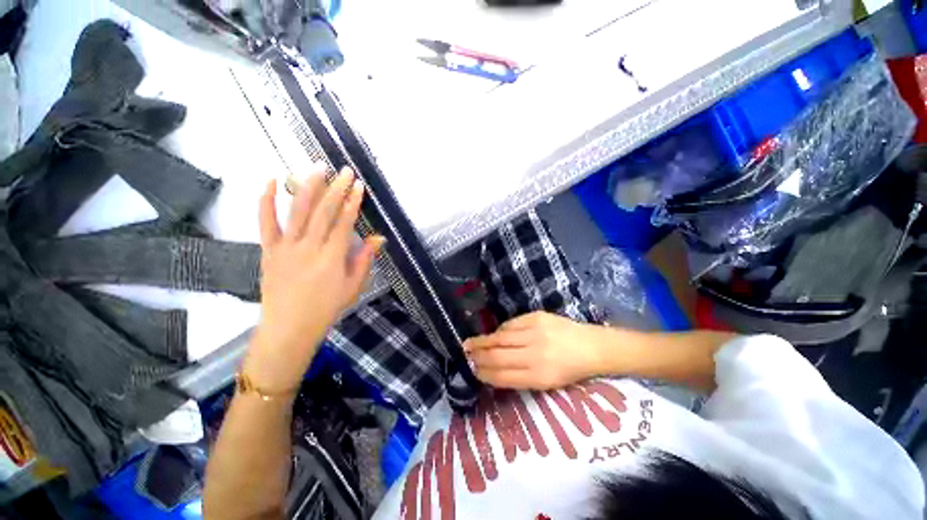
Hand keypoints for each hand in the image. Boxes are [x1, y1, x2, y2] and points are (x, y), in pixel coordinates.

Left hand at [245, 167, 384, 393]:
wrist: (290, 326)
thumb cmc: (327, 307)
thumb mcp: (354, 285)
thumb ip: (364, 259)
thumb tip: (378, 238)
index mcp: (331, 257)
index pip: (344, 222)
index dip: (352, 202)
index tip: (358, 186)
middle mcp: (308, 247)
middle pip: (323, 211)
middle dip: (336, 188)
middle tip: (344, 170)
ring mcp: (286, 246)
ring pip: (297, 210)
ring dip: (308, 186)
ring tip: (316, 167)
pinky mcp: (269, 249)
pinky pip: (265, 222)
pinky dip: (266, 200)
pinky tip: (271, 181)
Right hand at [464, 311, 604, 389]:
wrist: (592, 346)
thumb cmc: (570, 369)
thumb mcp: (547, 383)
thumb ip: (520, 377)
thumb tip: (493, 370)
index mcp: (539, 376)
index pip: (502, 376)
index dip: (484, 374)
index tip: (473, 371)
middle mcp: (534, 354)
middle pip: (498, 355)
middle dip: (478, 356)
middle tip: (465, 355)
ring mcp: (535, 332)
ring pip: (500, 337)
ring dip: (482, 341)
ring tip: (469, 343)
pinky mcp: (536, 317)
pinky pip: (510, 324)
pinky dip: (500, 331)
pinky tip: (494, 334)